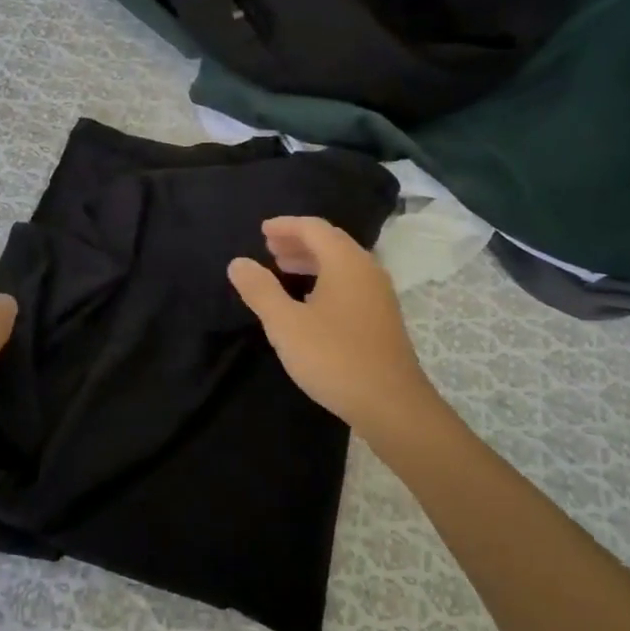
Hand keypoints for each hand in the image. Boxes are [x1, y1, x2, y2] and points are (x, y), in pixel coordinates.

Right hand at [228, 217, 435, 437]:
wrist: (391, 405)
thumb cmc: (334, 357)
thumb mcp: (285, 324)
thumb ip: (260, 290)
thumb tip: (238, 262)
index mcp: (346, 263)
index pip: (314, 228)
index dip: (286, 226)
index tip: (262, 230)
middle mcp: (367, 270)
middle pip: (331, 242)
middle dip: (298, 241)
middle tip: (270, 248)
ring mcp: (379, 295)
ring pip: (342, 264)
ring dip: (312, 261)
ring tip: (283, 269)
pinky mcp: (382, 318)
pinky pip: (350, 283)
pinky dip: (325, 279)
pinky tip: (309, 301)